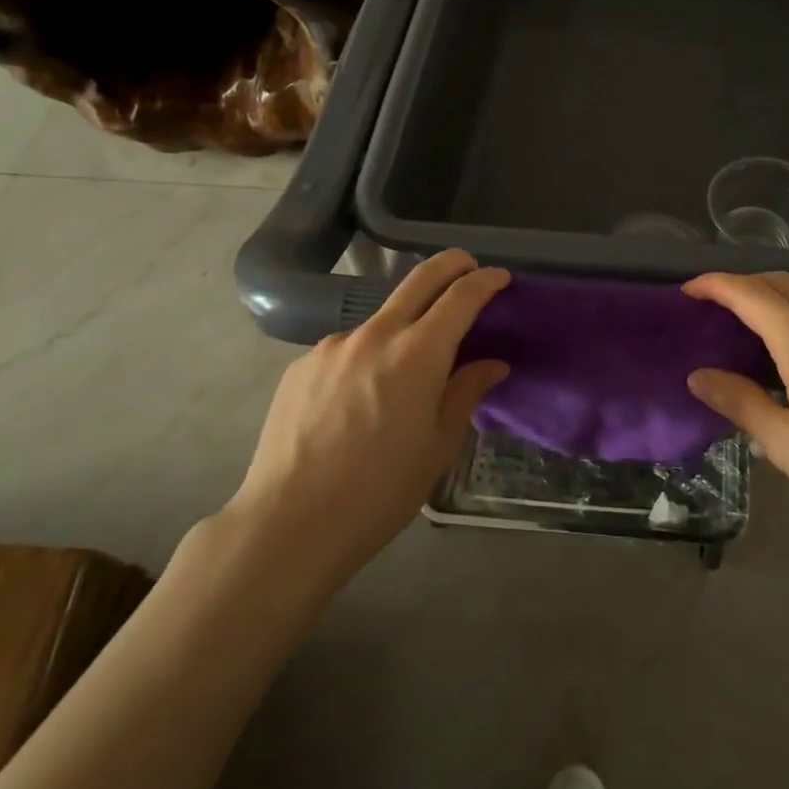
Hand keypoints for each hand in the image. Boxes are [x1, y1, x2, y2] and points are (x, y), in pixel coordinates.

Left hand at [229, 250, 509, 583]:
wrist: (288, 524)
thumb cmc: (380, 492)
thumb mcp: (438, 447)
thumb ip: (466, 394)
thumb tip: (491, 364)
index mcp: (418, 354)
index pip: (460, 297)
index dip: (485, 281)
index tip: (499, 277)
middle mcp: (375, 335)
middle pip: (419, 279)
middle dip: (451, 265)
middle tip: (468, 267)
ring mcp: (332, 346)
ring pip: (380, 320)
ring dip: (403, 327)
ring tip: (404, 373)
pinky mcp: (301, 365)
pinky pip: (346, 349)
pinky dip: (365, 358)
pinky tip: (357, 401)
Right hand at [683, 273, 788, 558]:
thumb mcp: (788, 446)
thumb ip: (741, 404)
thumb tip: (699, 375)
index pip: (748, 293)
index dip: (714, 284)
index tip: (689, 290)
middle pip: (781, 283)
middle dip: (744, 286)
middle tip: (719, 308)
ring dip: (785, 291)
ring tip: (769, 314)